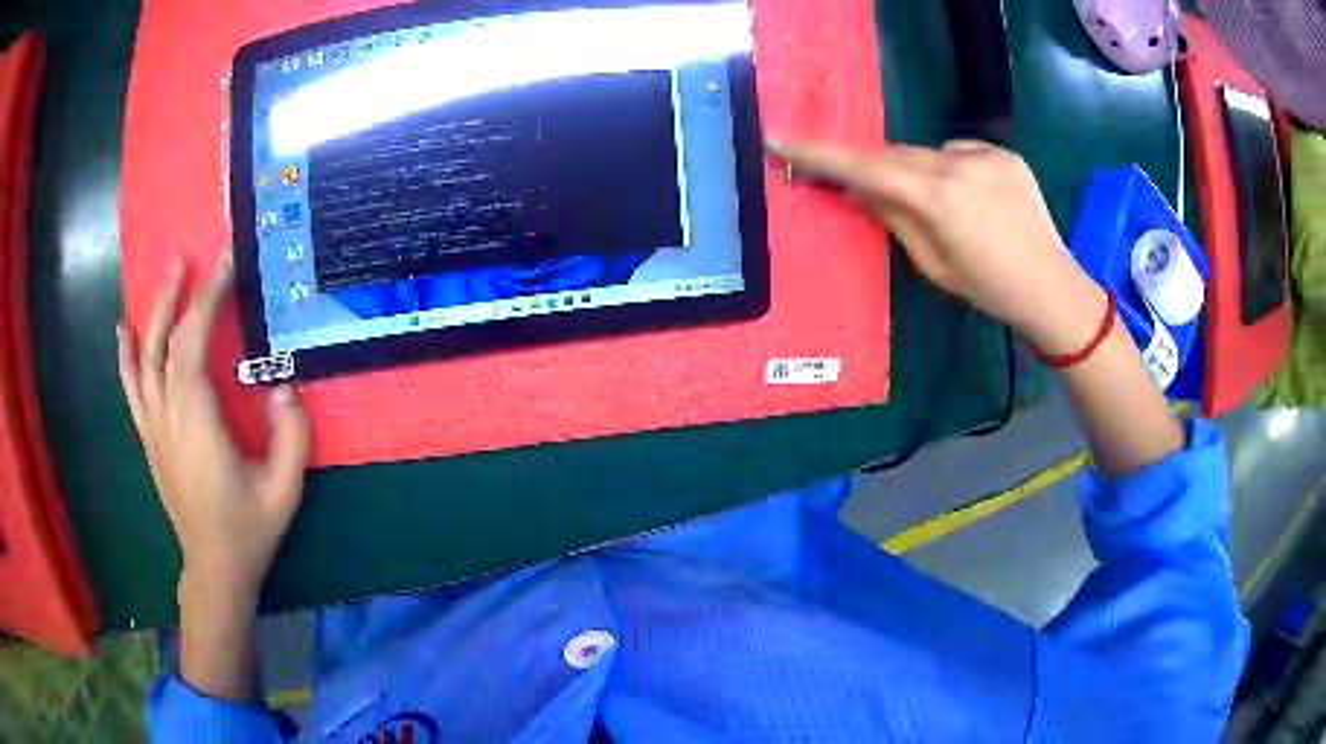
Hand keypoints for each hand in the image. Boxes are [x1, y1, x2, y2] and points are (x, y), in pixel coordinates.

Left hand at [116, 255, 309, 603]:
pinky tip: (124, 332)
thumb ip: (290, 436)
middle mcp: (168, 418)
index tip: (225, 267)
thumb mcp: (284, 489)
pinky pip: (132, 389)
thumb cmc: (249, 530)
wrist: (215, 568)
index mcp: (198, 425)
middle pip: (167, 344)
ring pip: (146, 359)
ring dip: (155, 314)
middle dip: (180, 296)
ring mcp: (154, 428)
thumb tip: (284, 386)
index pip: (193, 346)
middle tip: (191, 257)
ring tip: (168, 276)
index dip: (207, 301)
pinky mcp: (149, 439)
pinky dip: (126, 357)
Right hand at [767, 139, 1107, 355]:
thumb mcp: (933, 265)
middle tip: (866, 190)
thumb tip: (855, 190)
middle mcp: (958, 163)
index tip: (781, 140)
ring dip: (919, 172)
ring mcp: (985, 153)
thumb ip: (893, 218)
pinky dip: (951, 169)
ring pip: (929, 153)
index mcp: (937, 197)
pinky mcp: (1004, 153)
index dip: (820, 155)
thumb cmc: (989, 289)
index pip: (865, 167)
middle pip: (896, 154)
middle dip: (878, 169)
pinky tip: (971, 199)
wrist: (1052, 287)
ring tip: (941, 208)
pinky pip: (960, 152)